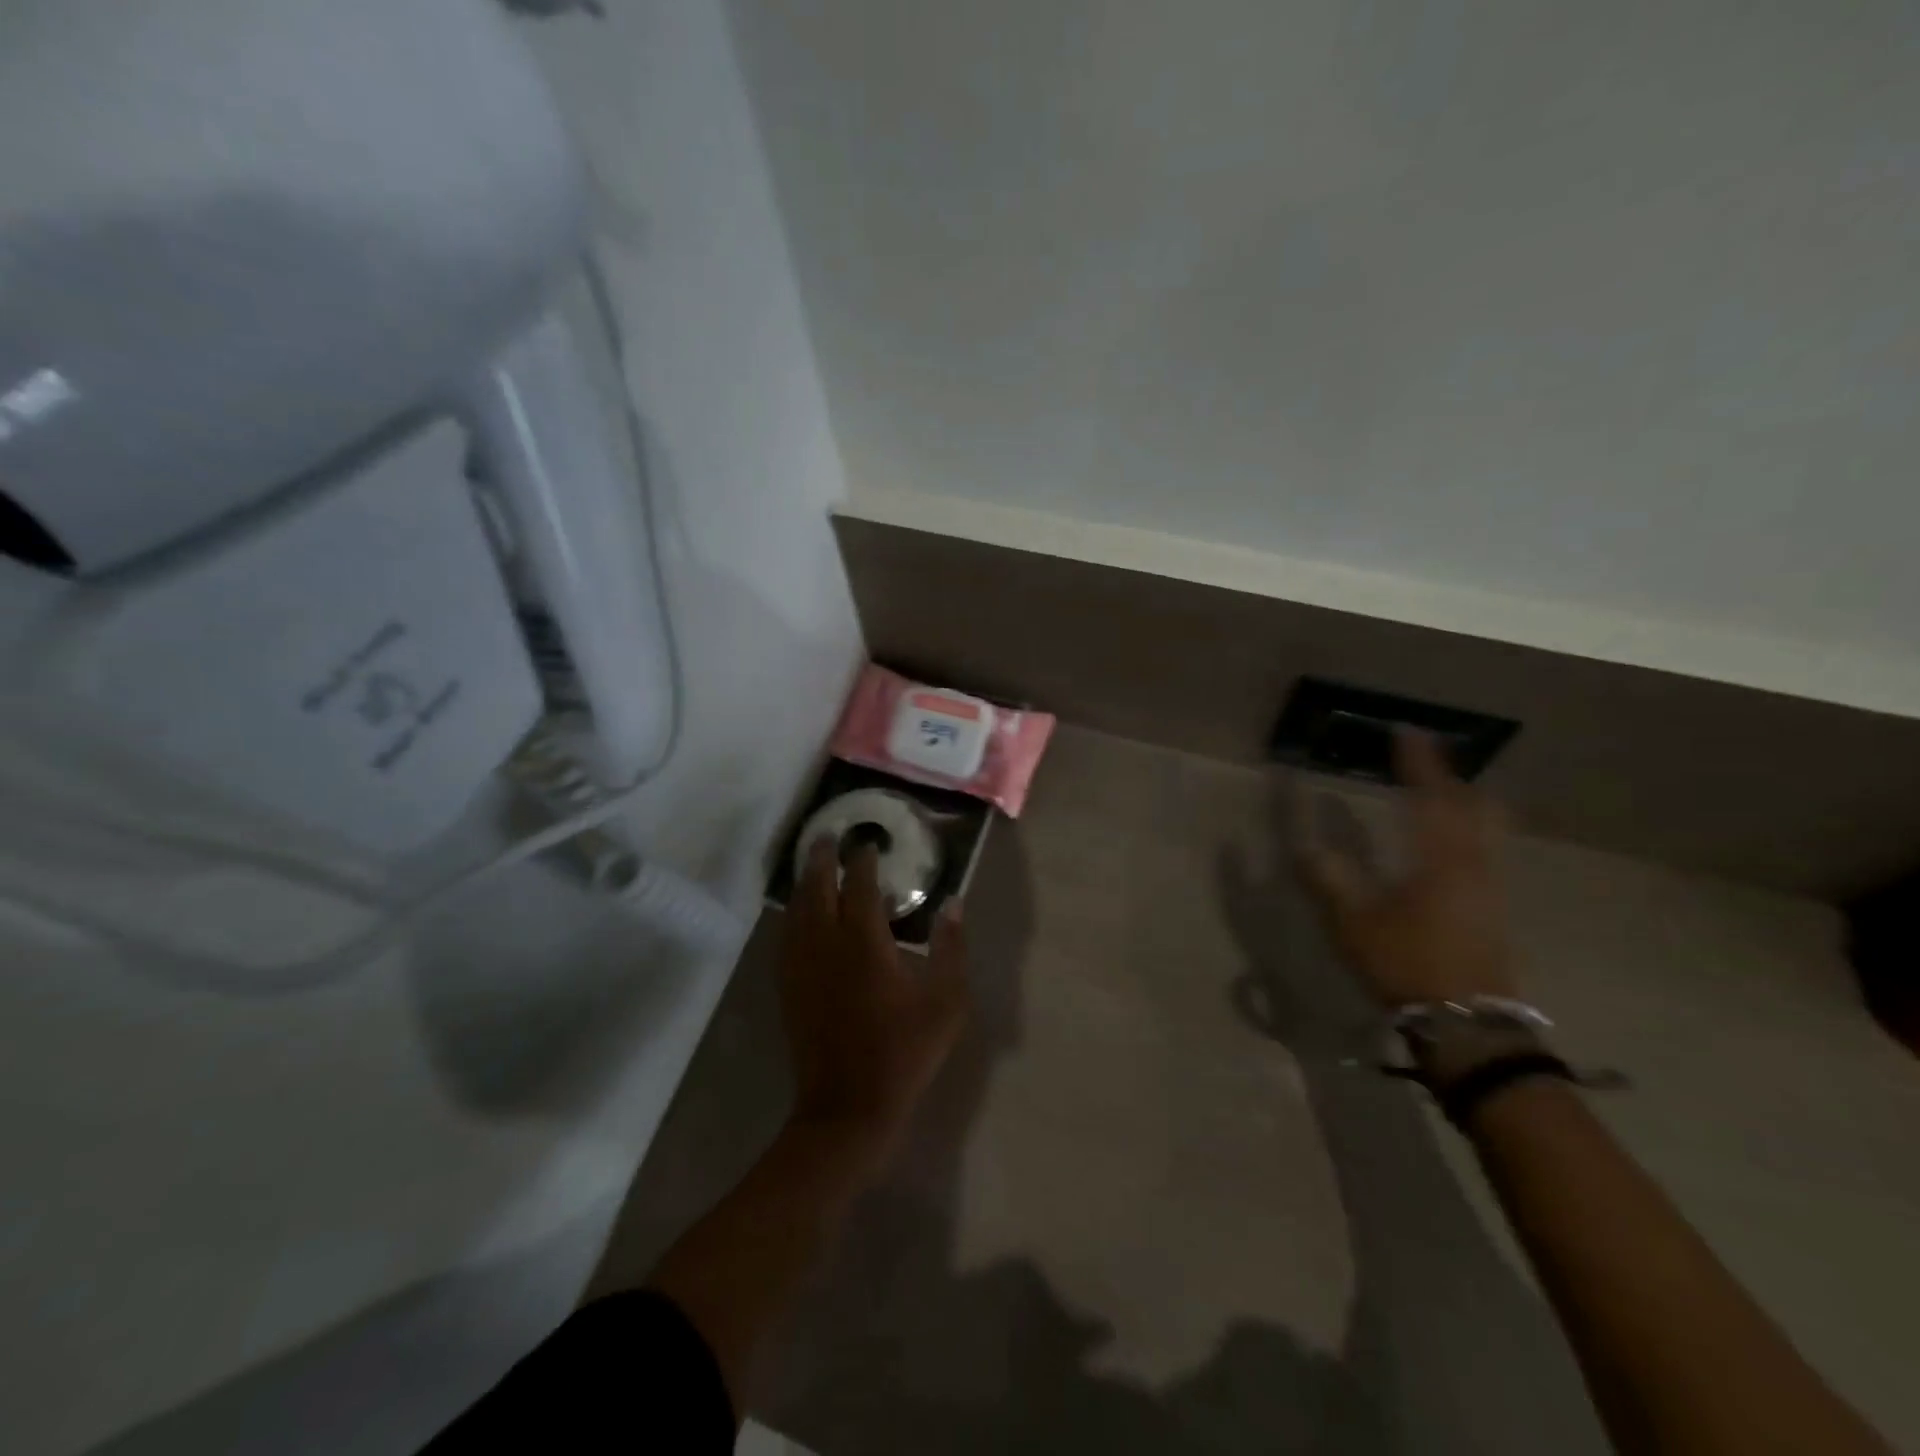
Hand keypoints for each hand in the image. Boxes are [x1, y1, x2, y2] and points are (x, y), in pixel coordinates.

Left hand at [778, 836, 970, 1177]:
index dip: (862, 860)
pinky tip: (797, 914)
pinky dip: (792, 914)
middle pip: (817, 888)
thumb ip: (951, 948)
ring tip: (811, 864)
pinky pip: (786, 936)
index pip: (859, 885)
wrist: (848, 1106)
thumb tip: (954, 904)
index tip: (868, 843)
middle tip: (827, 836)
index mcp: (864, 942)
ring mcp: (802, 966)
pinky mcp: (789, 987)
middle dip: (822, 858)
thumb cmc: (904, 1051)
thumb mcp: (945, 1002)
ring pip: (796, 910)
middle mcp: (826, 943)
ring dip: (804, 881)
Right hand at [1292, 729, 1516, 1008]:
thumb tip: (1305, 845)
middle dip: (1450, 779)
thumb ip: (1328, 878)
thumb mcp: (1353, 921)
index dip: (1418, 762)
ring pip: (1486, 829)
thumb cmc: (1407, 964)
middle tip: (1423, 765)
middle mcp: (1474, 863)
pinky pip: (1485, 851)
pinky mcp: (1494, 910)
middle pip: (1475, 806)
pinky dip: (1466, 831)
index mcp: (1440, 858)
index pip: (1431, 796)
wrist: (1468, 1025)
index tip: (1406, 732)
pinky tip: (1446, 848)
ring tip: (1434, 798)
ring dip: (1462, 804)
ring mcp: (1491, 888)